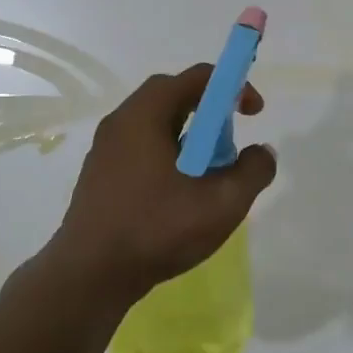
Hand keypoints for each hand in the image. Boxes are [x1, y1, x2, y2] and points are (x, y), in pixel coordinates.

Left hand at [51, 64, 276, 304]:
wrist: (89, 275)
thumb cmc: (155, 230)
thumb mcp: (221, 204)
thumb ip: (252, 171)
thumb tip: (263, 153)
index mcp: (145, 115)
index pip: (195, 77)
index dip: (232, 86)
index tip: (254, 113)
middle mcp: (120, 121)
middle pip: (171, 96)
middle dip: (209, 112)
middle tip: (230, 142)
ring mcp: (105, 149)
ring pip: (155, 125)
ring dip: (188, 137)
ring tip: (209, 172)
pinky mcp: (98, 175)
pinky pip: (140, 148)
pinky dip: (167, 156)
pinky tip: (179, 193)